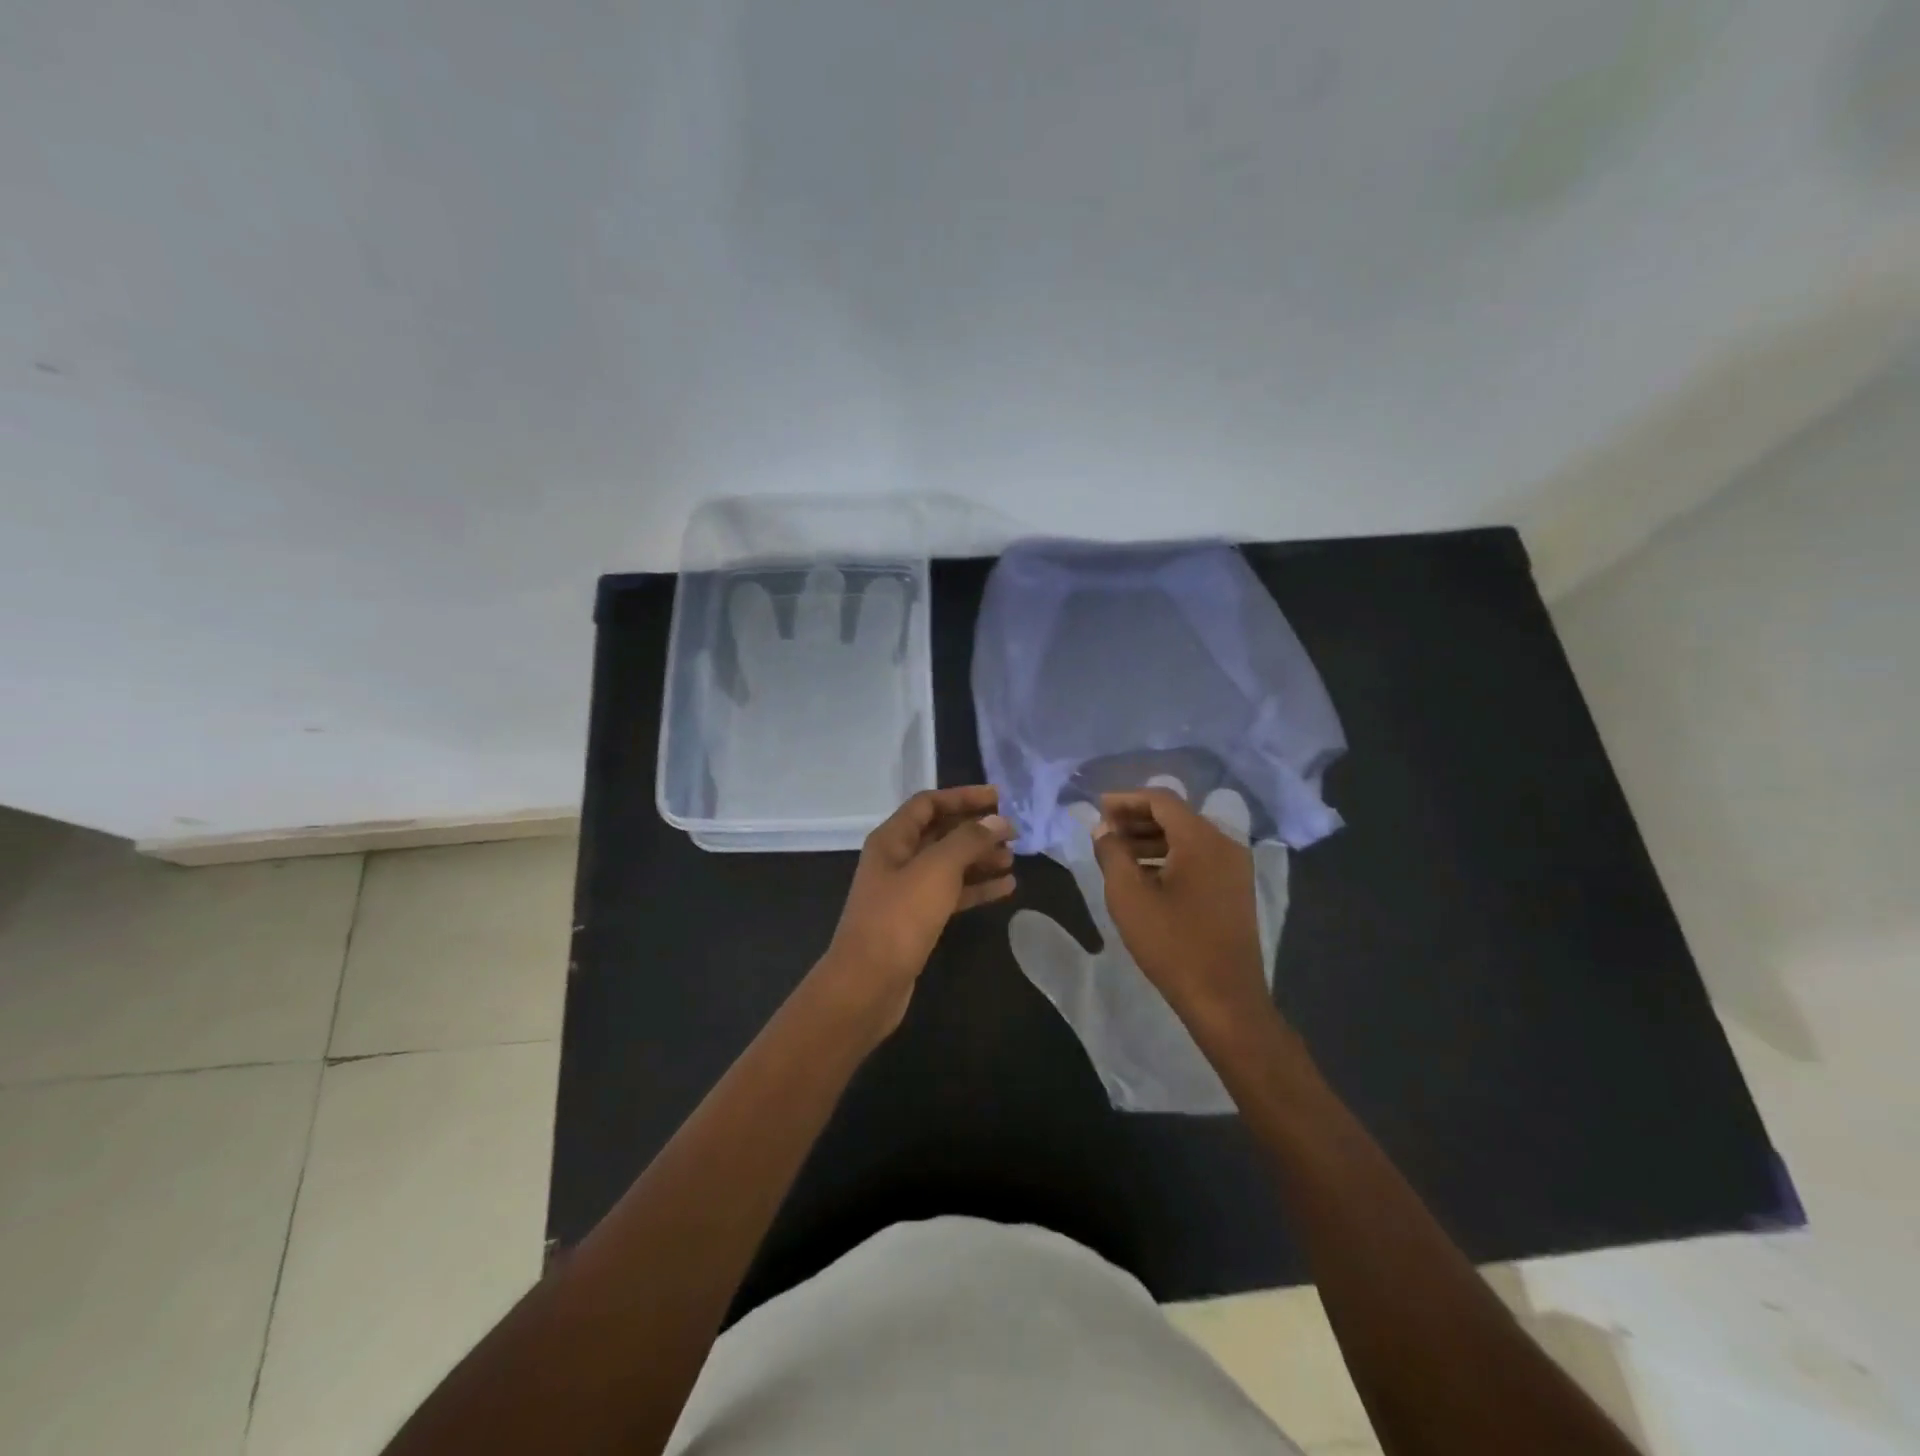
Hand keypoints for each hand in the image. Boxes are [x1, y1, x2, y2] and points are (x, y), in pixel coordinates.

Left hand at [817, 786, 1015, 1036]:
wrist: (868, 984)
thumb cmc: (899, 918)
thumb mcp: (936, 870)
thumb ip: (968, 841)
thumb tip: (997, 821)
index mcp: (892, 839)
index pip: (929, 803)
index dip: (963, 796)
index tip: (999, 799)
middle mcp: (897, 859)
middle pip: (940, 832)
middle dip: (976, 830)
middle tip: (1014, 833)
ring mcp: (906, 891)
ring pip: (949, 864)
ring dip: (980, 858)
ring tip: (1013, 859)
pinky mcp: (917, 919)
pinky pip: (951, 893)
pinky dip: (976, 888)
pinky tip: (1006, 888)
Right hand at [1091, 787, 1274, 1035]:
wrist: (1225, 999)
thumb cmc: (1172, 944)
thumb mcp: (1128, 896)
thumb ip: (1111, 853)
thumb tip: (1104, 829)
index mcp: (1201, 839)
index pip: (1161, 800)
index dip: (1126, 799)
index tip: (1097, 808)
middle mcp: (1224, 844)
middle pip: (1176, 816)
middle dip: (1137, 818)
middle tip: (1104, 831)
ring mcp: (1234, 868)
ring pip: (1187, 838)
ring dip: (1151, 839)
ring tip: (1117, 853)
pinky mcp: (1234, 890)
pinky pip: (1198, 858)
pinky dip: (1169, 857)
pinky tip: (1144, 875)